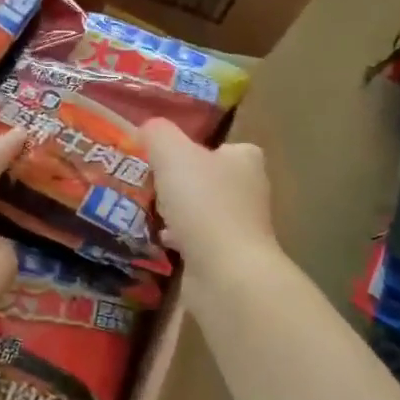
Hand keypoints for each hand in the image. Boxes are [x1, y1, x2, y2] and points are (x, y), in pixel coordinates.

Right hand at [139, 119, 275, 264]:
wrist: (224, 272)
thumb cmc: (203, 203)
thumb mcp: (172, 153)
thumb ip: (158, 133)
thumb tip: (148, 127)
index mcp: (245, 160)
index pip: (223, 146)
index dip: (196, 148)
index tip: (167, 155)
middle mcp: (250, 191)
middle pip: (210, 179)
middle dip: (182, 182)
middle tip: (150, 181)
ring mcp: (242, 228)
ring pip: (203, 211)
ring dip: (179, 212)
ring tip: (148, 210)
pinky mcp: (228, 258)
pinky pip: (198, 241)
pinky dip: (180, 239)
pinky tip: (158, 240)